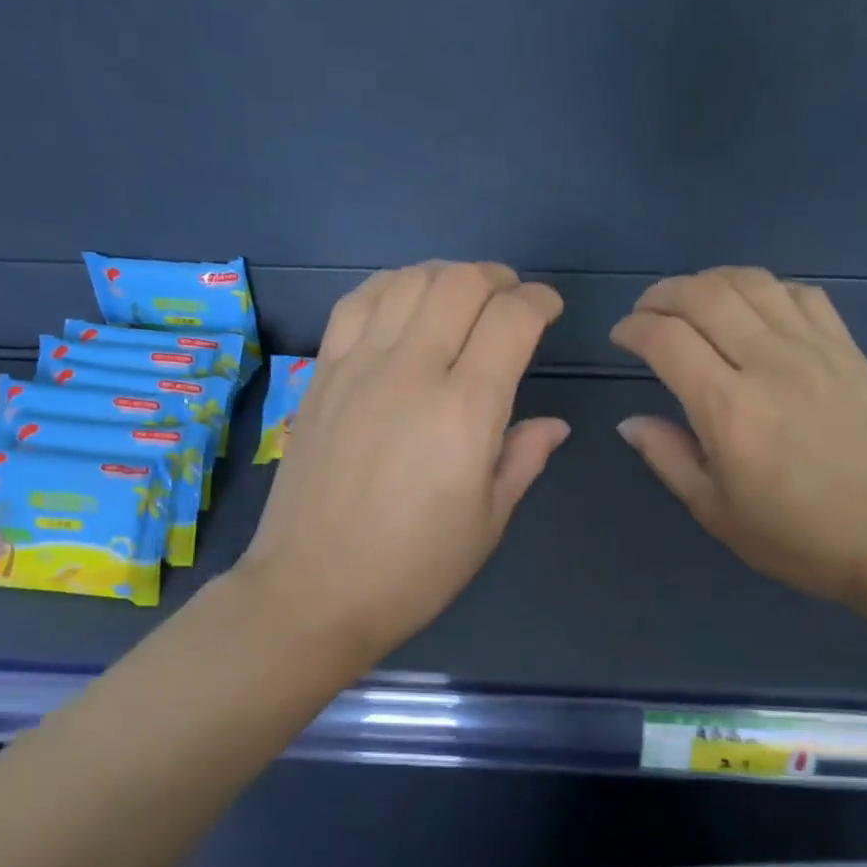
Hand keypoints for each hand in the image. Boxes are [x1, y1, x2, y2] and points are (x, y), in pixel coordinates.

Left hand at [237, 261, 568, 661]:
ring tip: (461, 296)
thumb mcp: (487, 523)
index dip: (539, 302)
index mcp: (465, 411)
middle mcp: (412, 371)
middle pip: (460, 284)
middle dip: (498, 278)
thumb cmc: (413, 570)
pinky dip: (390, 287)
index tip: (549, 311)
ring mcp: (359, 367)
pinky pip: (355, 303)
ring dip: (446, 275)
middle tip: (512, 299)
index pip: (511, 320)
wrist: (313, 591)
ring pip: (407, 281)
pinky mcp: (322, 375)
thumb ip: (522, 459)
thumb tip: (553, 424)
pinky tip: (401, 302)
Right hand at [610, 267, 866, 608]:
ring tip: (691, 302)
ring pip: (751, 282)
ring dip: (709, 282)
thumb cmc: (794, 535)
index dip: (633, 328)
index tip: (620, 339)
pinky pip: (800, 293)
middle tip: (646, 314)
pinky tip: (752, 310)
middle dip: (662, 295)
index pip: (666, 339)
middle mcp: (768, 363)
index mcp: (727, 408)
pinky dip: (764, 289)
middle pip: (704, 295)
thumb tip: (630, 422)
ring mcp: (814, 349)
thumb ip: (667, 457)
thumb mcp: (714, 510)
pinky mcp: (846, 348)